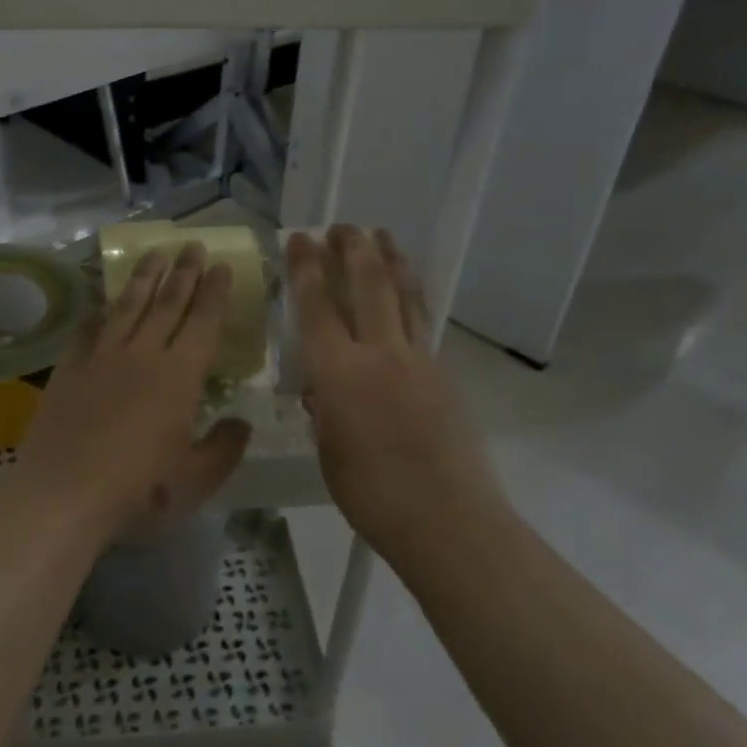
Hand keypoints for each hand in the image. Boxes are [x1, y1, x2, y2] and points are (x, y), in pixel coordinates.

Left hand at [13, 242, 251, 540]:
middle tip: (192, 244)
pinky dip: (97, 313)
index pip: (203, 322)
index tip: (221, 265)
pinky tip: (100, 303)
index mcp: (180, 376)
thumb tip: (241, 423)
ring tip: (154, 253)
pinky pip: (86, 330)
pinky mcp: (68, 369)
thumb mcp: (195, 479)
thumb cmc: (139, 490)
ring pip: (127, 306)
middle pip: (167, 303)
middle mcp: (143, 354)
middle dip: (183, 272)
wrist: (63, 494)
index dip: (214, 292)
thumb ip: (224, 448)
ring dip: (143, 278)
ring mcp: (101, 357)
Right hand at [287, 227, 498, 557]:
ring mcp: (418, 361)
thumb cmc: (372, 494)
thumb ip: (324, 410)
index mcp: (340, 374)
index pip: (316, 307)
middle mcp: (380, 354)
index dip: (305, 269)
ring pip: (404, 296)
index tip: (300, 239)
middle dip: (352, 250)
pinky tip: (406, 294)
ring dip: (391, 261)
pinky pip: (422, 324)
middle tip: (342, 227)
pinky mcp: (444, 375)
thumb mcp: (329, 450)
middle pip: (367, 286)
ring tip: (382, 235)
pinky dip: (410, 298)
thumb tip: (322, 392)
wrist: (447, 520)